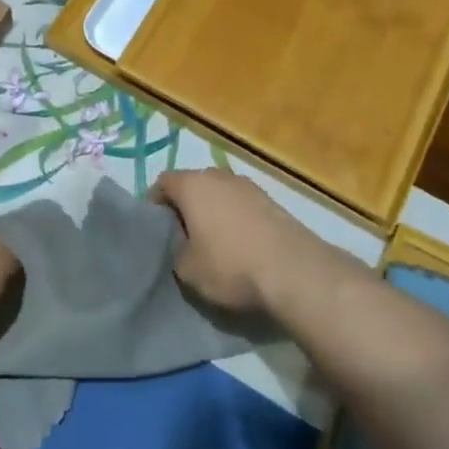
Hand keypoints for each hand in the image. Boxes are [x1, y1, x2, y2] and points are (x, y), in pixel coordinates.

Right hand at [153, 168, 322, 314]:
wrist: (294, 272)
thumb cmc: (230, 266)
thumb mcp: (187, 270)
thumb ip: (176, 252)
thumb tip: (183, 247)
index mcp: (192, 185)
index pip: (163, 182)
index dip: (155, 204)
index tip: (155, 228)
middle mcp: (220, 176)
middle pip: (194, 184)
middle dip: (186, 205)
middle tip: (182, 235)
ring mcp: (250, 186)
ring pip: (221, 194)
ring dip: (214, 211)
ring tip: (214, 241)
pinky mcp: (274, 202)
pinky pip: (243, 206)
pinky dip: (237, 219)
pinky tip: (241, 244)